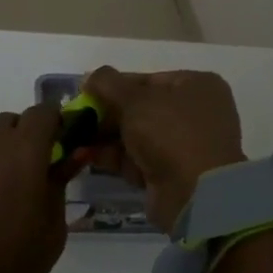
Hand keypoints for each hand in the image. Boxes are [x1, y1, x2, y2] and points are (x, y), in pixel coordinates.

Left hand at [0, 105, 73, 272]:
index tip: (56, 149)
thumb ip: (60, 184)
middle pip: (9, 124)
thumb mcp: (51, 232)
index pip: (44, 113)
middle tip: (21, 181)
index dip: (53, 126)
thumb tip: (70, 154)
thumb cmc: (5, 266)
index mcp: (22, 150)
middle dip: (20, 143)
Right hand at [81, 67, 246, 229]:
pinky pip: (140, 158)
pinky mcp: (174, 174)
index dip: (114, 86)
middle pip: (141, 108)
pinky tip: (87, 156)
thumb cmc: (170, 132)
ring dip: (106, 136)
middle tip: (78, 118)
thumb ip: (107, 83)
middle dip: (107, 114)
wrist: (196, 194)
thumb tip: (89, 77)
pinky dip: (115, 157)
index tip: (86, 93)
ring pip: (138, 135)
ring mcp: (186, 145)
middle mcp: (196, 113)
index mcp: (196, 86)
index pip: (148, 79)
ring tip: (76, 137)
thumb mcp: (134, 99)